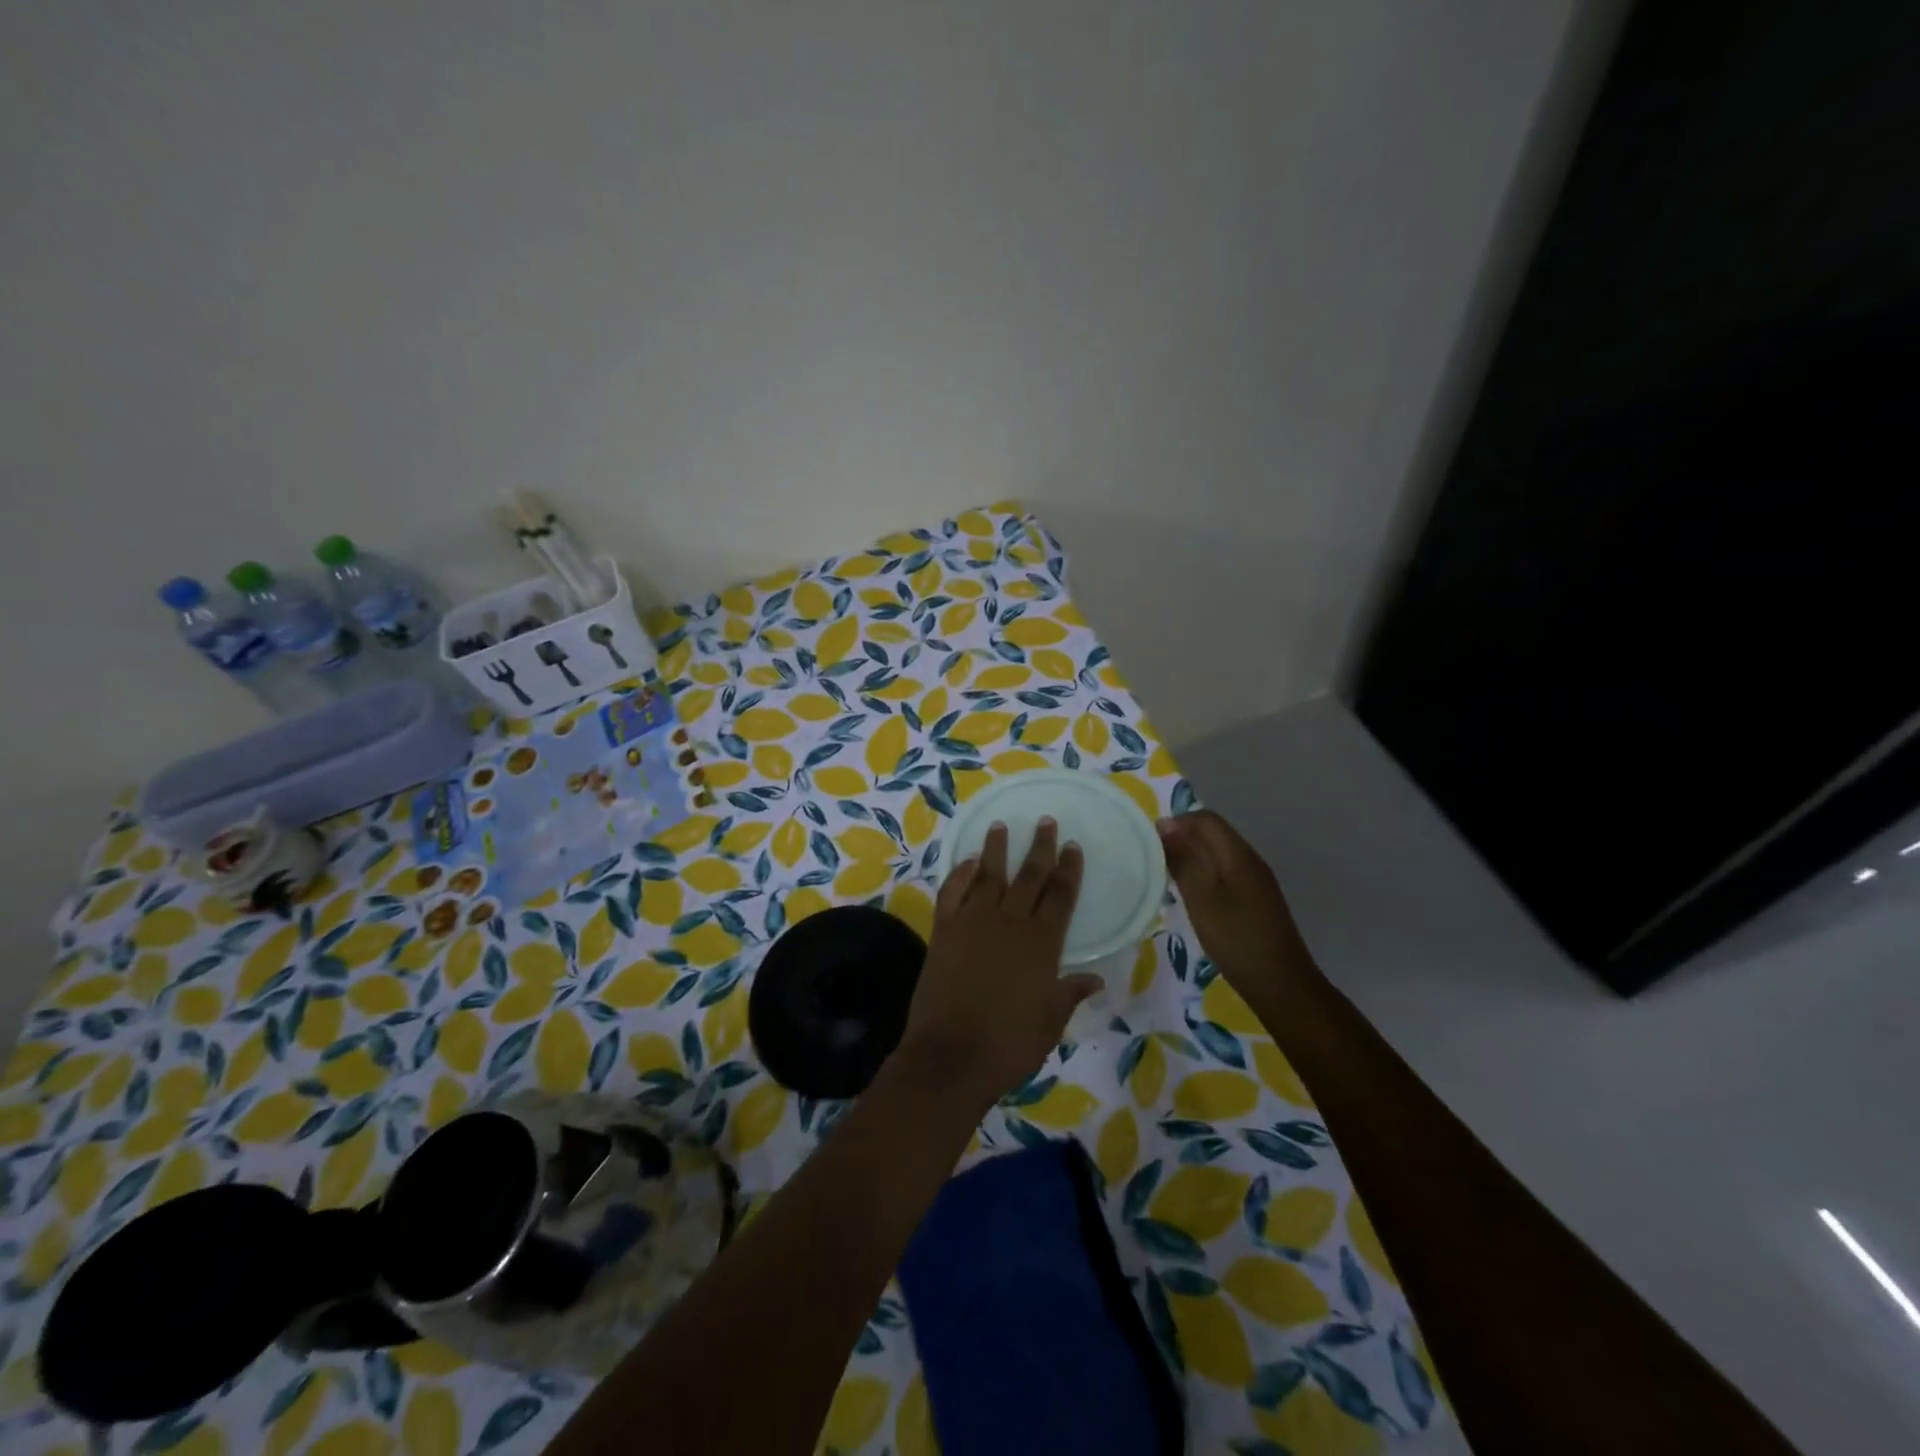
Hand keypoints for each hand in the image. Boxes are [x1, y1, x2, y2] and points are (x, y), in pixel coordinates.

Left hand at [895, 819, 1099, 1110]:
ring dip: (995, 849)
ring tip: (1000, 826)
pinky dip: (959, 874)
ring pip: (988, 875)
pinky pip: (952, 892)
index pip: (1060, 896)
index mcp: (1041, 943)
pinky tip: (966, 862)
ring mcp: (973, 922)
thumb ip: (1070, 993)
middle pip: (1029, 876)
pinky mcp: (943, 930)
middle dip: (1039, 847)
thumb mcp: (1050, 1022)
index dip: (1068, 869)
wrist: (951, 1056)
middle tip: (1045, 821)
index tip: (1072, 846)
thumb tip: (1096, 978)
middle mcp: (1009, 923)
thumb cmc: (1009, 1044)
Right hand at [1158, 810, 1318, 995]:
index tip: (1150, 843)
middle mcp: (1250, 859)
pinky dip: (1204, 874)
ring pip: (1218, 852)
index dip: (1176, 823)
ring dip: (1192, 856)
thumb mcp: (1201, 899)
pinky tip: (1191, 895)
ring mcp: (1256, 879)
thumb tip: (1165, 824)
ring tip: (1167, 877)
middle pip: (1213, 833)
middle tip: (1154, 860)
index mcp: (1238, 855)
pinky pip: (1225, 870)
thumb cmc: (1236, 939)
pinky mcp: (1256, 898)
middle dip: (1182, 838)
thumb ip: (1184, 860)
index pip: (1205, 819)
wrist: (1281, 985)